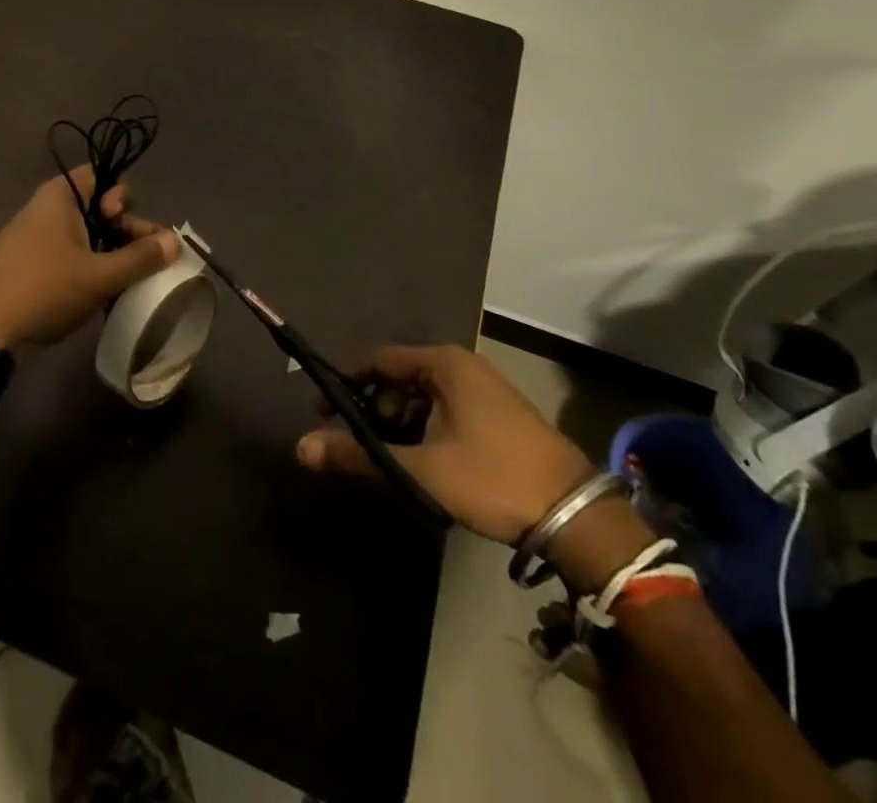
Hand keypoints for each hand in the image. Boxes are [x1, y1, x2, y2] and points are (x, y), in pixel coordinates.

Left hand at [0, 166, 179, 350]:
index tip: (123, 224)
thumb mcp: (99, 275)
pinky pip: (71, 254)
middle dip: (125, 230)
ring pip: (87, 235)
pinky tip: (105, 293)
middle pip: (99, 207)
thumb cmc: (43, 289)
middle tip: (144, 260)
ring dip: (111, 254)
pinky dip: (91, 267)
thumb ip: (140, 257)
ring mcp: (37, 238)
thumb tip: (176, 241)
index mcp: (61, 197)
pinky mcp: (32, 264)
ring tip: (130, 282)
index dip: (120, 196)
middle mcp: (48, 209)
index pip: (101, 176)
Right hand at [294, 345, 593, 544]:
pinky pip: (447, 408)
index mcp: (444, 364)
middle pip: (401, 378)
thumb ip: (359, 455)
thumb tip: (301, 448)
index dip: (347, 382)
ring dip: (402, 423)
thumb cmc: (491, 479)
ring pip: (424, 396)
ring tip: (393, 459)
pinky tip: (426, 461)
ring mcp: (485, 387)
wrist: (575, 515)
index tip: (322, 410)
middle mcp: (463, 365)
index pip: (379, 360)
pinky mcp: (499, 412)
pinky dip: (427, 428)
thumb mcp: (420, 469)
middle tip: (361, 444)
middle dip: (376, 410)